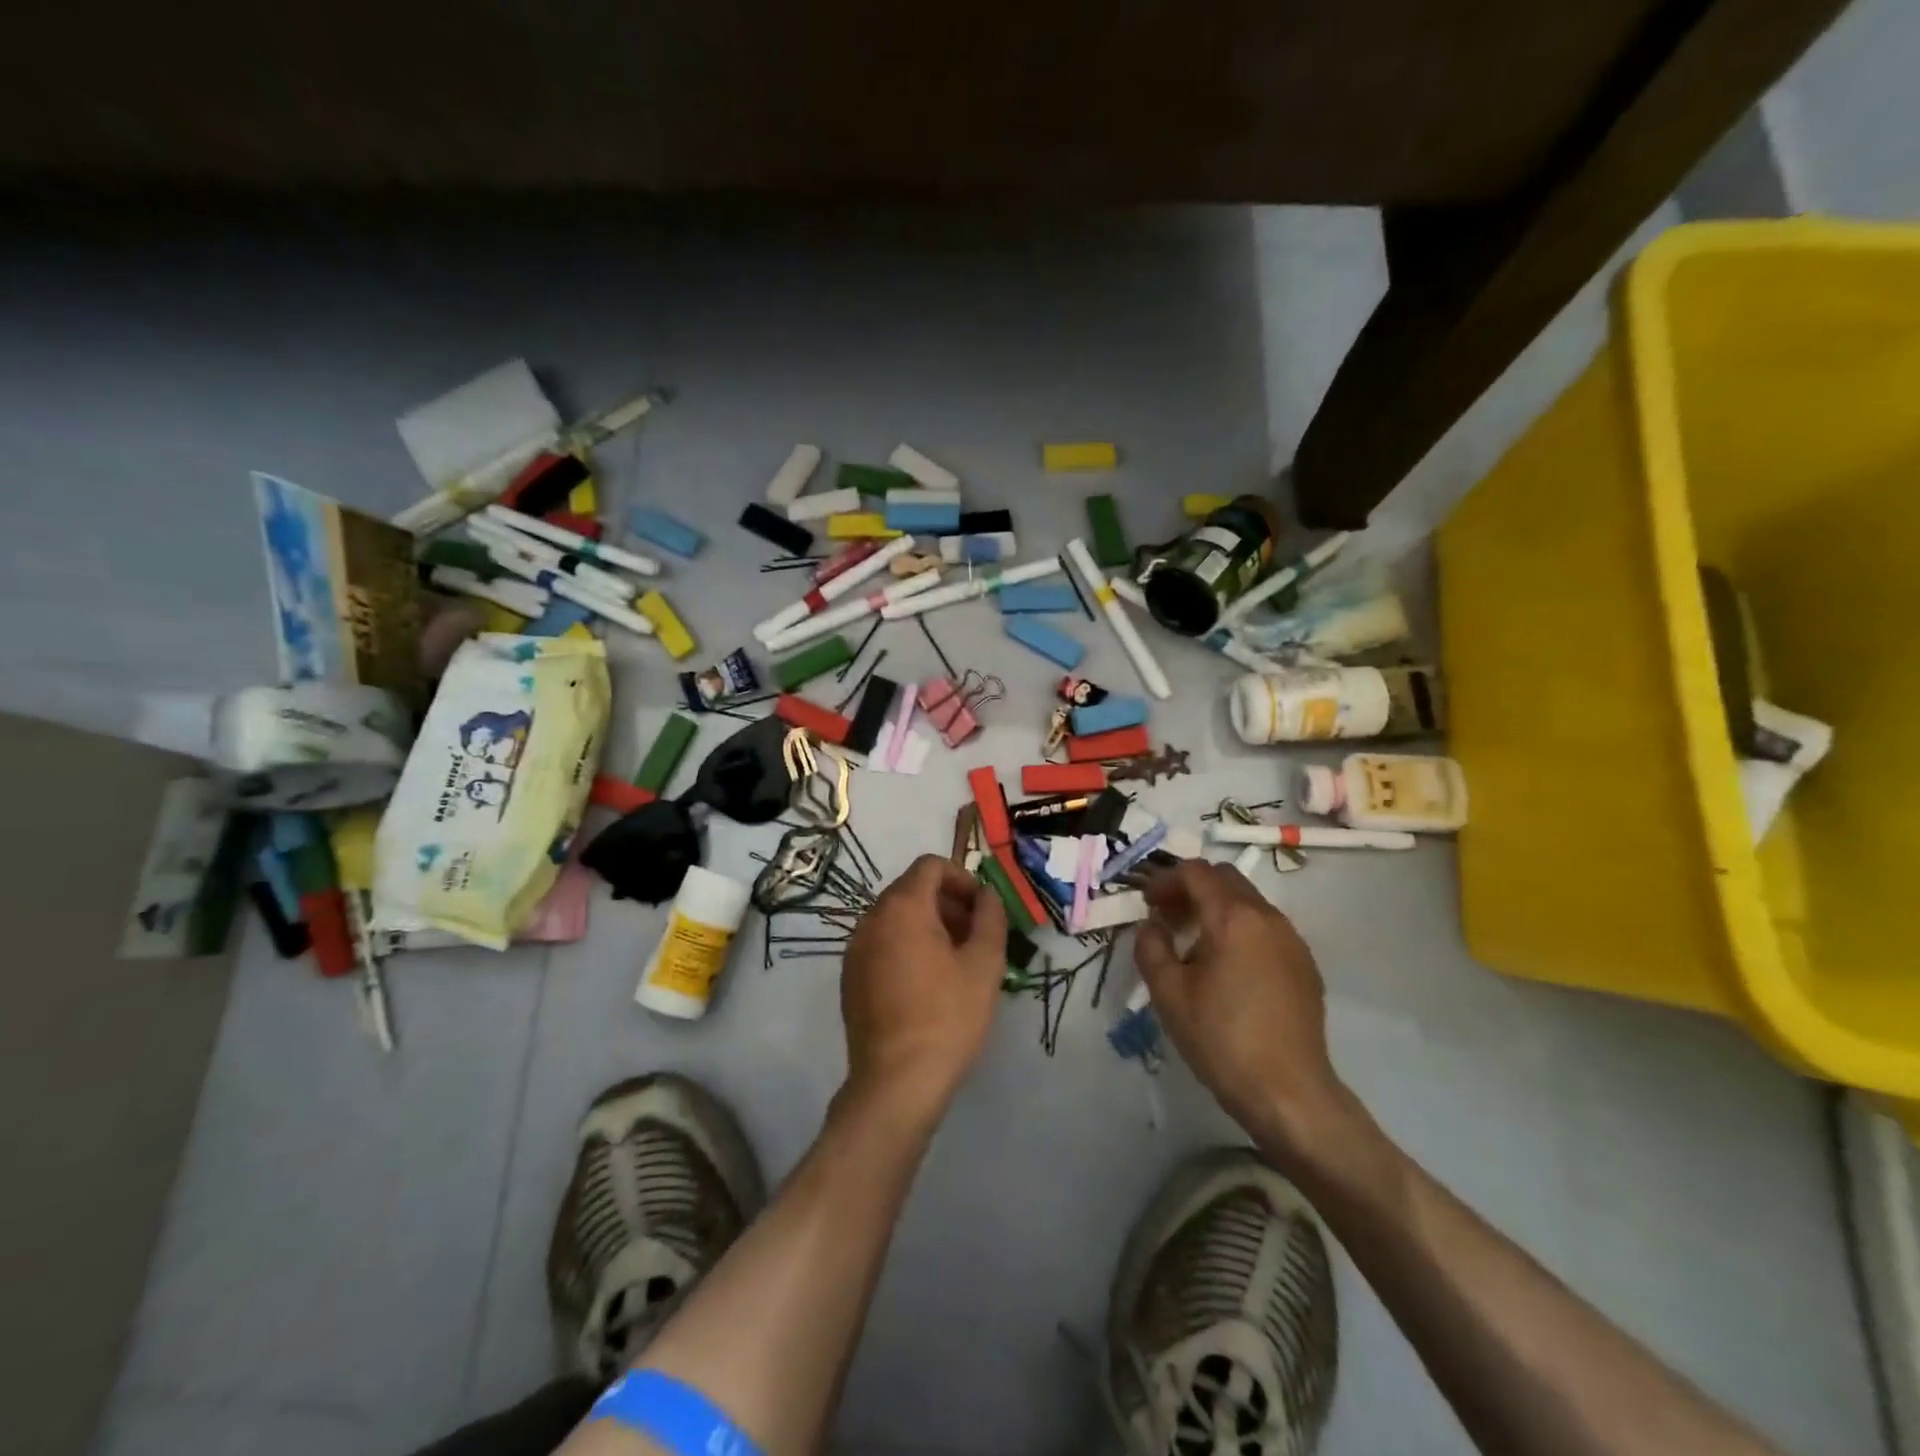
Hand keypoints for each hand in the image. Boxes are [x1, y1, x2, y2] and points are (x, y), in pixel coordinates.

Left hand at [840, 855, 1006, 1117]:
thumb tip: (987, 895)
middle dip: (947, 903)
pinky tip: (928, 985)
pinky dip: (906, 947)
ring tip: (956, 962)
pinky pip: (882, 944)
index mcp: (902, 907)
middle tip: (975, 937)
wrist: (896, 1083)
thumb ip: (990, 917)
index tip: (983, 909)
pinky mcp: (850, 978)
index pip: (931, 865)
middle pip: (912, 890)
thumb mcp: (984, 964)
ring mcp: (855, 949)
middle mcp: (871, 919)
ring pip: (896, 918)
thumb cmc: (947, 1017)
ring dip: (928, 926)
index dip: (962, 878)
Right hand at [1137, 860, 1347, 1162]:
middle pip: (1225, 878)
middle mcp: (1267, 917)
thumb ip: (1151, 947)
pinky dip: (1240, 929)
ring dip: (1217, 908)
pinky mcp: (1305, 964)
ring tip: (1194, 944)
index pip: (1196, 872)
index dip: (1165, 880)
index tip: (1147, 903)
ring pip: (1248, 901)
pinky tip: (1228, 968)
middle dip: (1192, 888)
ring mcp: (1292, 940)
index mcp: (1232, 918)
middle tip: (1168, 917)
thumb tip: (1152, 925)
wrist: (1288, 1092)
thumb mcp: (1168, 994)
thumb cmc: (1221, 1039)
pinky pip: (1266, 927)